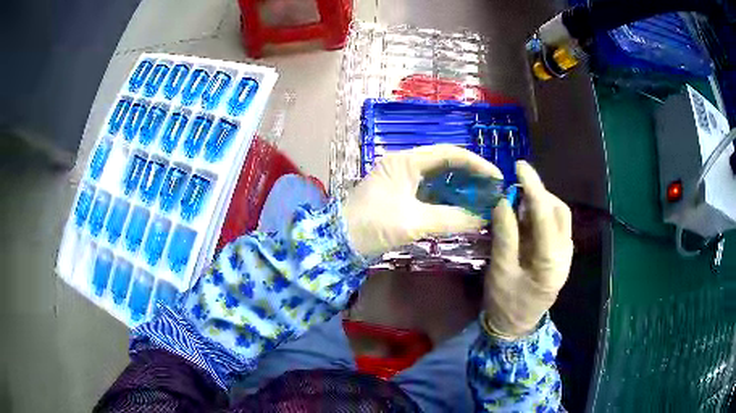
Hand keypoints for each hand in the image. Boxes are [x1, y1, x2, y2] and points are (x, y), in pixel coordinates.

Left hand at [343, 145, 502, 256]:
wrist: (338, 243)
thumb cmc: (372, 226)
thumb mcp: (414, 222)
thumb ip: (451, 219)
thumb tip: (482, 219)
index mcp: (406, 161)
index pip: (449, 153)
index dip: (476, 163)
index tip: (496, 177)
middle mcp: (404, 164)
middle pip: (445, 162)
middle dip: (470, 174)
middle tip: (492, 188)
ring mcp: (401, 178)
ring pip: (438, 177)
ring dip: (460, 186)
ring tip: (482, 197)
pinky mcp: (400, 194)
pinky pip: (429, 190)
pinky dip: (446, 197)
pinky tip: (462, 206)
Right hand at [483, 161, 572, 339]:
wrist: (516, 327)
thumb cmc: (506, 303)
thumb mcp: (500, 271)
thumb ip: (504, 236)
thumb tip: (503, 201)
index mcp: (551, 262)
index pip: (545, 215)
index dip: (533, 188)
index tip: (520, 166)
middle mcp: (565, 254)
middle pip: (559, 212)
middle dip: (540, 193)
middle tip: (517, 184)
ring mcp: (566, 255)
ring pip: (560, 217)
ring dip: (541, 202)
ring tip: (519, 198)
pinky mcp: (561, 255)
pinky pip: (555, 226)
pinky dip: (541, 214)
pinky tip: (526, 215)